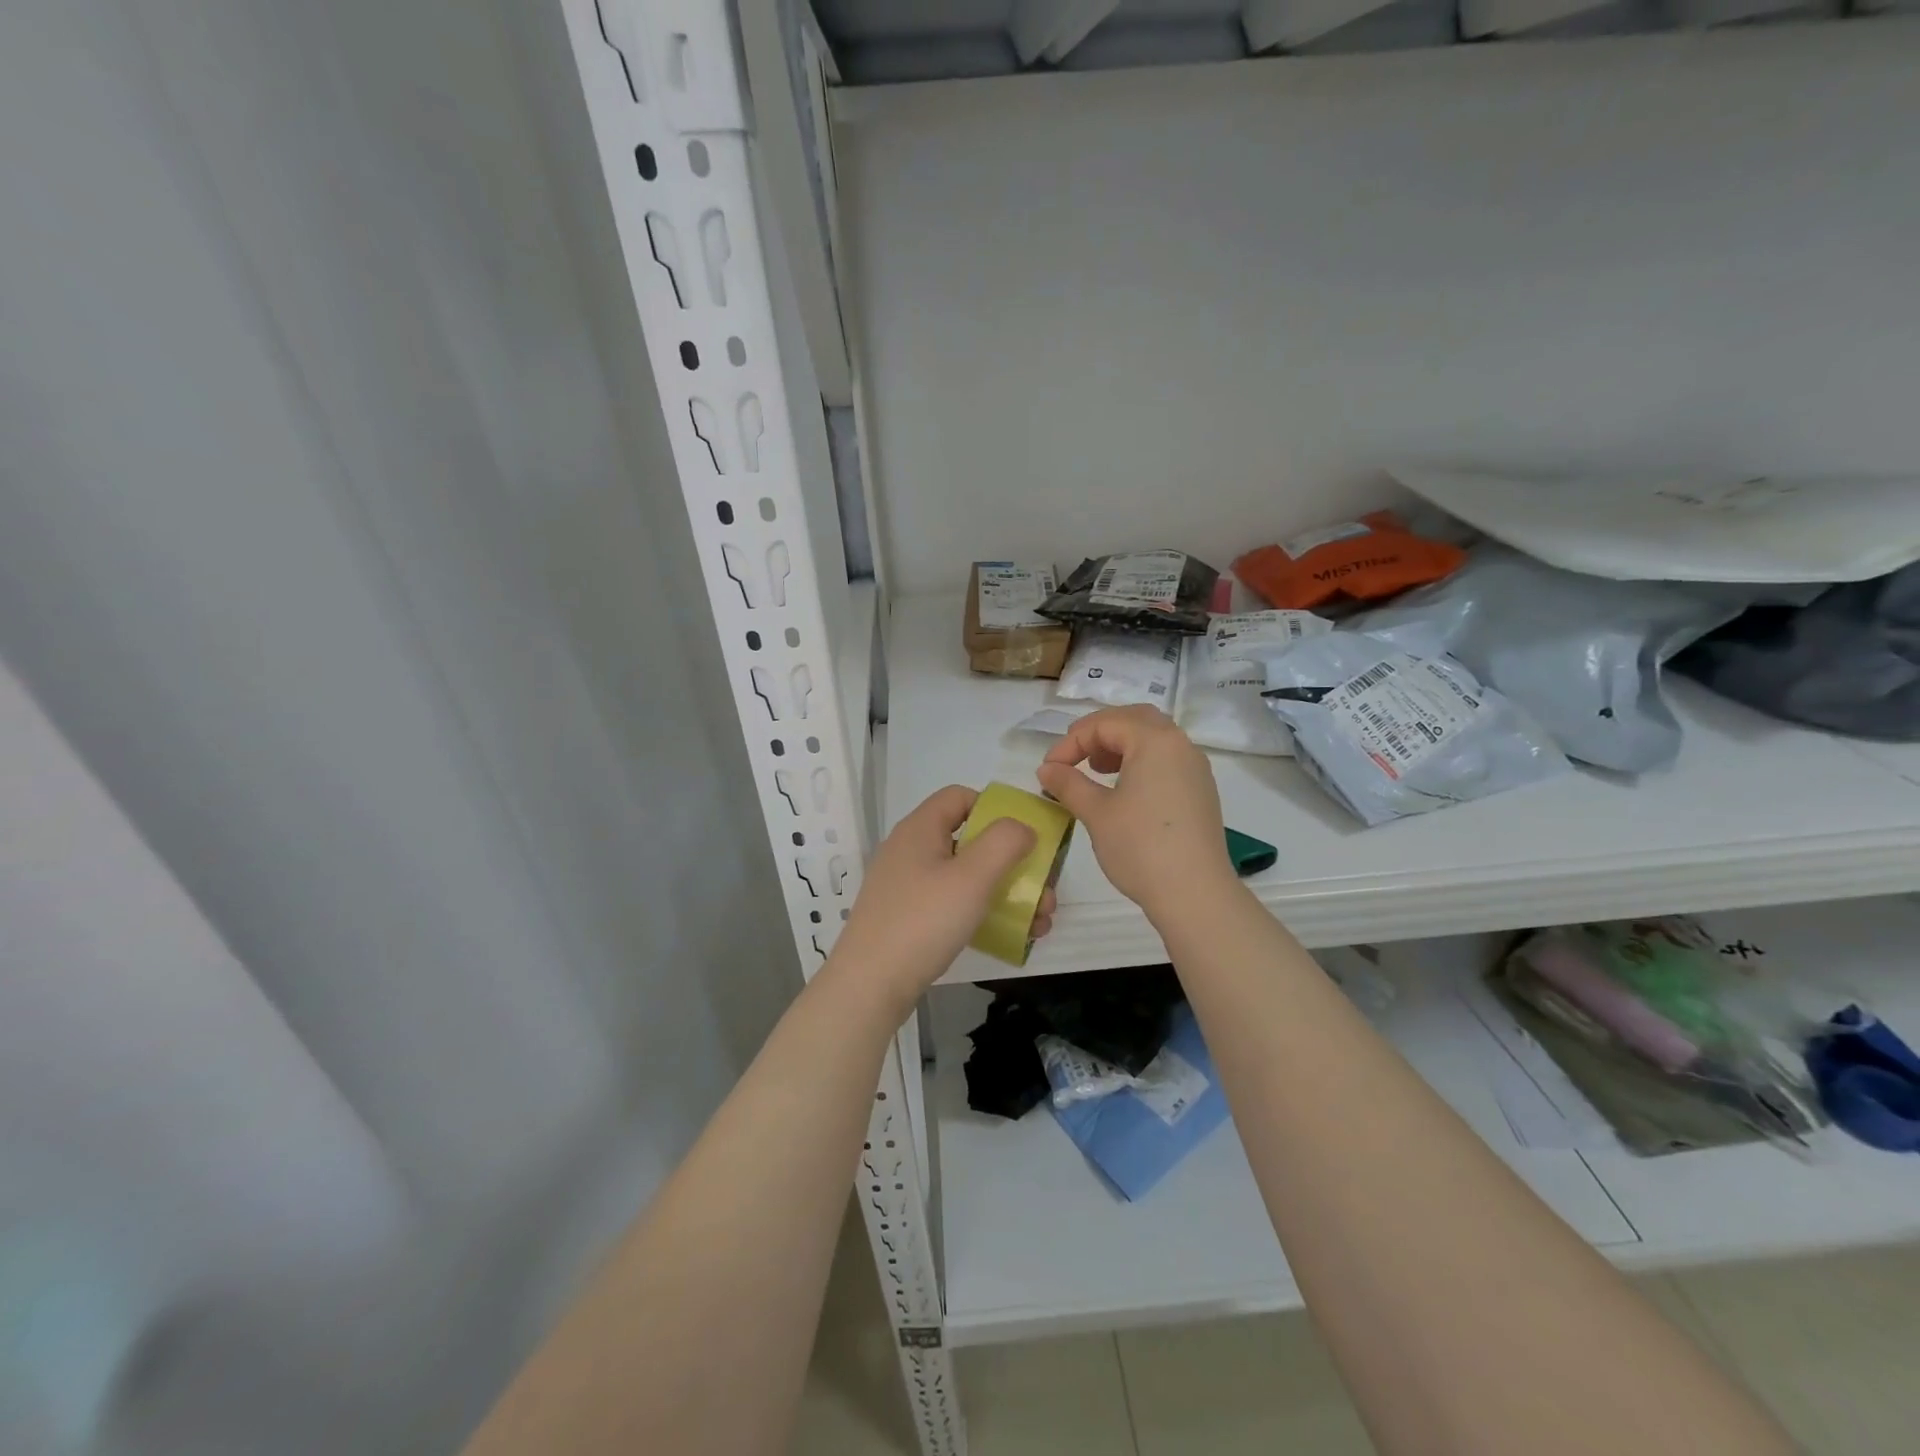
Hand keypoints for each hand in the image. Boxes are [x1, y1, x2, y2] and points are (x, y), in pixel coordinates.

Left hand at [827, 785, 1055, 1009]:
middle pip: (969, 839)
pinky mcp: (907, 916)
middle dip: (1012, 862)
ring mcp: (906, 885)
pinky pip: (951, 903)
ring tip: (1039, 922)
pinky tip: (1010, 936)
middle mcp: (910, 849)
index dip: (995, 809)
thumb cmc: (924, 921)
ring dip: (1005, 892)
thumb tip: (1021, 828)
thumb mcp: (973, 876)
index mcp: (921, 828)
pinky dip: (982, 912)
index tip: (1023, 838)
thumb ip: (1004, 842)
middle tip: (1043, 891)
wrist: (869, 985)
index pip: (960, 796)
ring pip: (965, 876)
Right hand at [1037, 705, 1234, 919]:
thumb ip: (1068, 783)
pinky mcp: (1201, 791)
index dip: (1070, 742)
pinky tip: (1124, 790)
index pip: (1104, 723)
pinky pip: (1167, 759)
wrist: (1195, 893)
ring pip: (1154, 738)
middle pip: (1134, 719)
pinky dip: (1141, 761)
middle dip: (1099, 733)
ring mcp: (1195, 768)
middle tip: (1074, 756)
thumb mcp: (1096, 812)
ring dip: (1121, 745)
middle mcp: (1180, 745)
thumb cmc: (1140, 847)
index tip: (1049, 769)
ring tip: (1097, 770)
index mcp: (1155, 740)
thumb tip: (1046, 768)